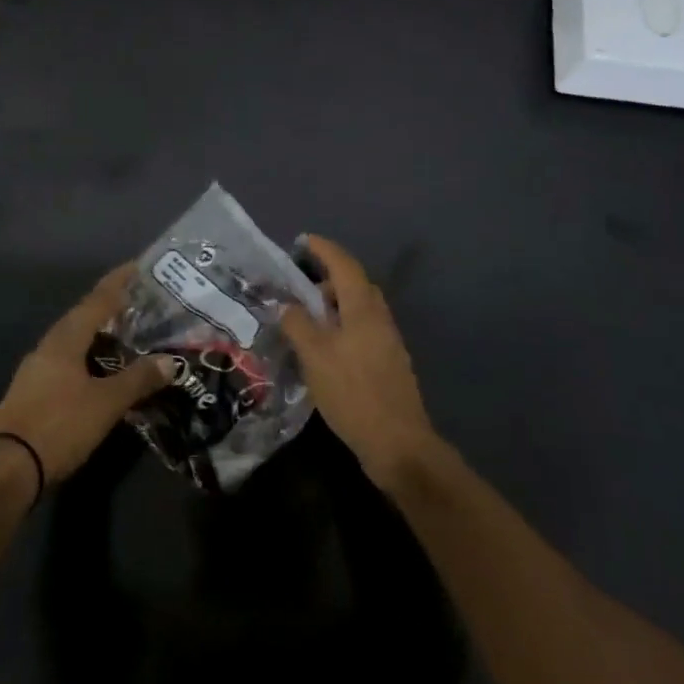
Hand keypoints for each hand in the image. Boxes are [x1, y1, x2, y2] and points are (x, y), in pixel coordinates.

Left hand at [0, 264, 173, 483]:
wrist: (9, 469)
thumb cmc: (60, 426)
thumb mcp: (107, 403)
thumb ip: (139, 379)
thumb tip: (171, 361)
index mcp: (65, 339)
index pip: (96, 301)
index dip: (118, 283)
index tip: (136, 266)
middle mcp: (48, 346)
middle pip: (82, 317)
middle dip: (108, 308)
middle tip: (137, 302)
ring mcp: (35, 369)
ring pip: (72, 340)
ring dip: (97, 334)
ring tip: (123, 334)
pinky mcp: (32, 391)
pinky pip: (65, 361)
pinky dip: (86, 356)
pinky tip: (99, 370)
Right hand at [280, 235, 442, 492]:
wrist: (398, 443)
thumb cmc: (352, 392)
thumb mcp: (314, 356)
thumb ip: (297, 324)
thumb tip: (286, 305)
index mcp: (363, 307)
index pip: (343, 264)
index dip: (323, 249)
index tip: (303, 241)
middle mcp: (379, 317)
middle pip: (354, 284)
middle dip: (328, 278)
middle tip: (299, 284)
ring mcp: (387, 340)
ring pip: (358, 308)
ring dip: (334, 305)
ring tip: (306, 318)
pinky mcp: (388, 362)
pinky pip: (362, 329)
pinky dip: (342, 326)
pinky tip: (324, 347)